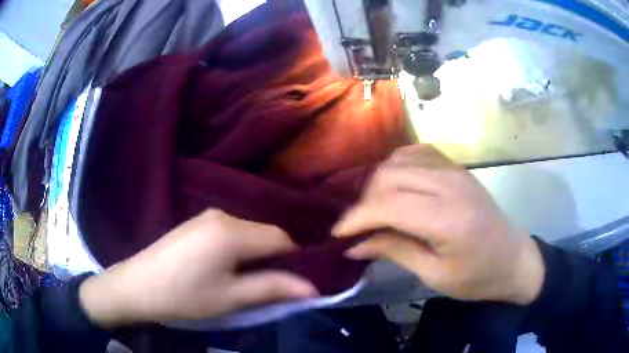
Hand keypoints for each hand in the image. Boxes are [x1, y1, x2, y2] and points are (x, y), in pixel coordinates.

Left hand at [79, 209, 317, 327]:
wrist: (138, 285)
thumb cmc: (185, 296)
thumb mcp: (232, 298)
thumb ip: (273, 289)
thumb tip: (313, 289)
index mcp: (233, 232)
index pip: (282, 239)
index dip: (295, 260)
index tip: (294, 282)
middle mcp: (223, 215)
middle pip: (265, 233)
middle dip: (274, 258)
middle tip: (269, 285)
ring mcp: (207, 216)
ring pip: (249, 232)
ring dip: (256, 254)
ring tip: (245, 279)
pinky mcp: (197, 222)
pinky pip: (231, 231)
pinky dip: (239, 248)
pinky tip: (225, 267)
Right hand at [334, 144, 544, 303]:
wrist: (513, 258)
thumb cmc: (477, 277)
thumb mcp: (435, 275)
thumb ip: (394, 251)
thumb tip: (354, 246)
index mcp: (448, 218)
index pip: (388, 204)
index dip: (356, 218)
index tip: (337, 234)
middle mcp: (450, 184)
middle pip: (389, 176)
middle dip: (363, 201)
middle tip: (355, 226)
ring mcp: (454, 170)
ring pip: (399, 160)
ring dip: (378, 182)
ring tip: (372, 208)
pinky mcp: (457, 167)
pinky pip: (417, 152)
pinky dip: (397, 165)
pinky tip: (395, 184)